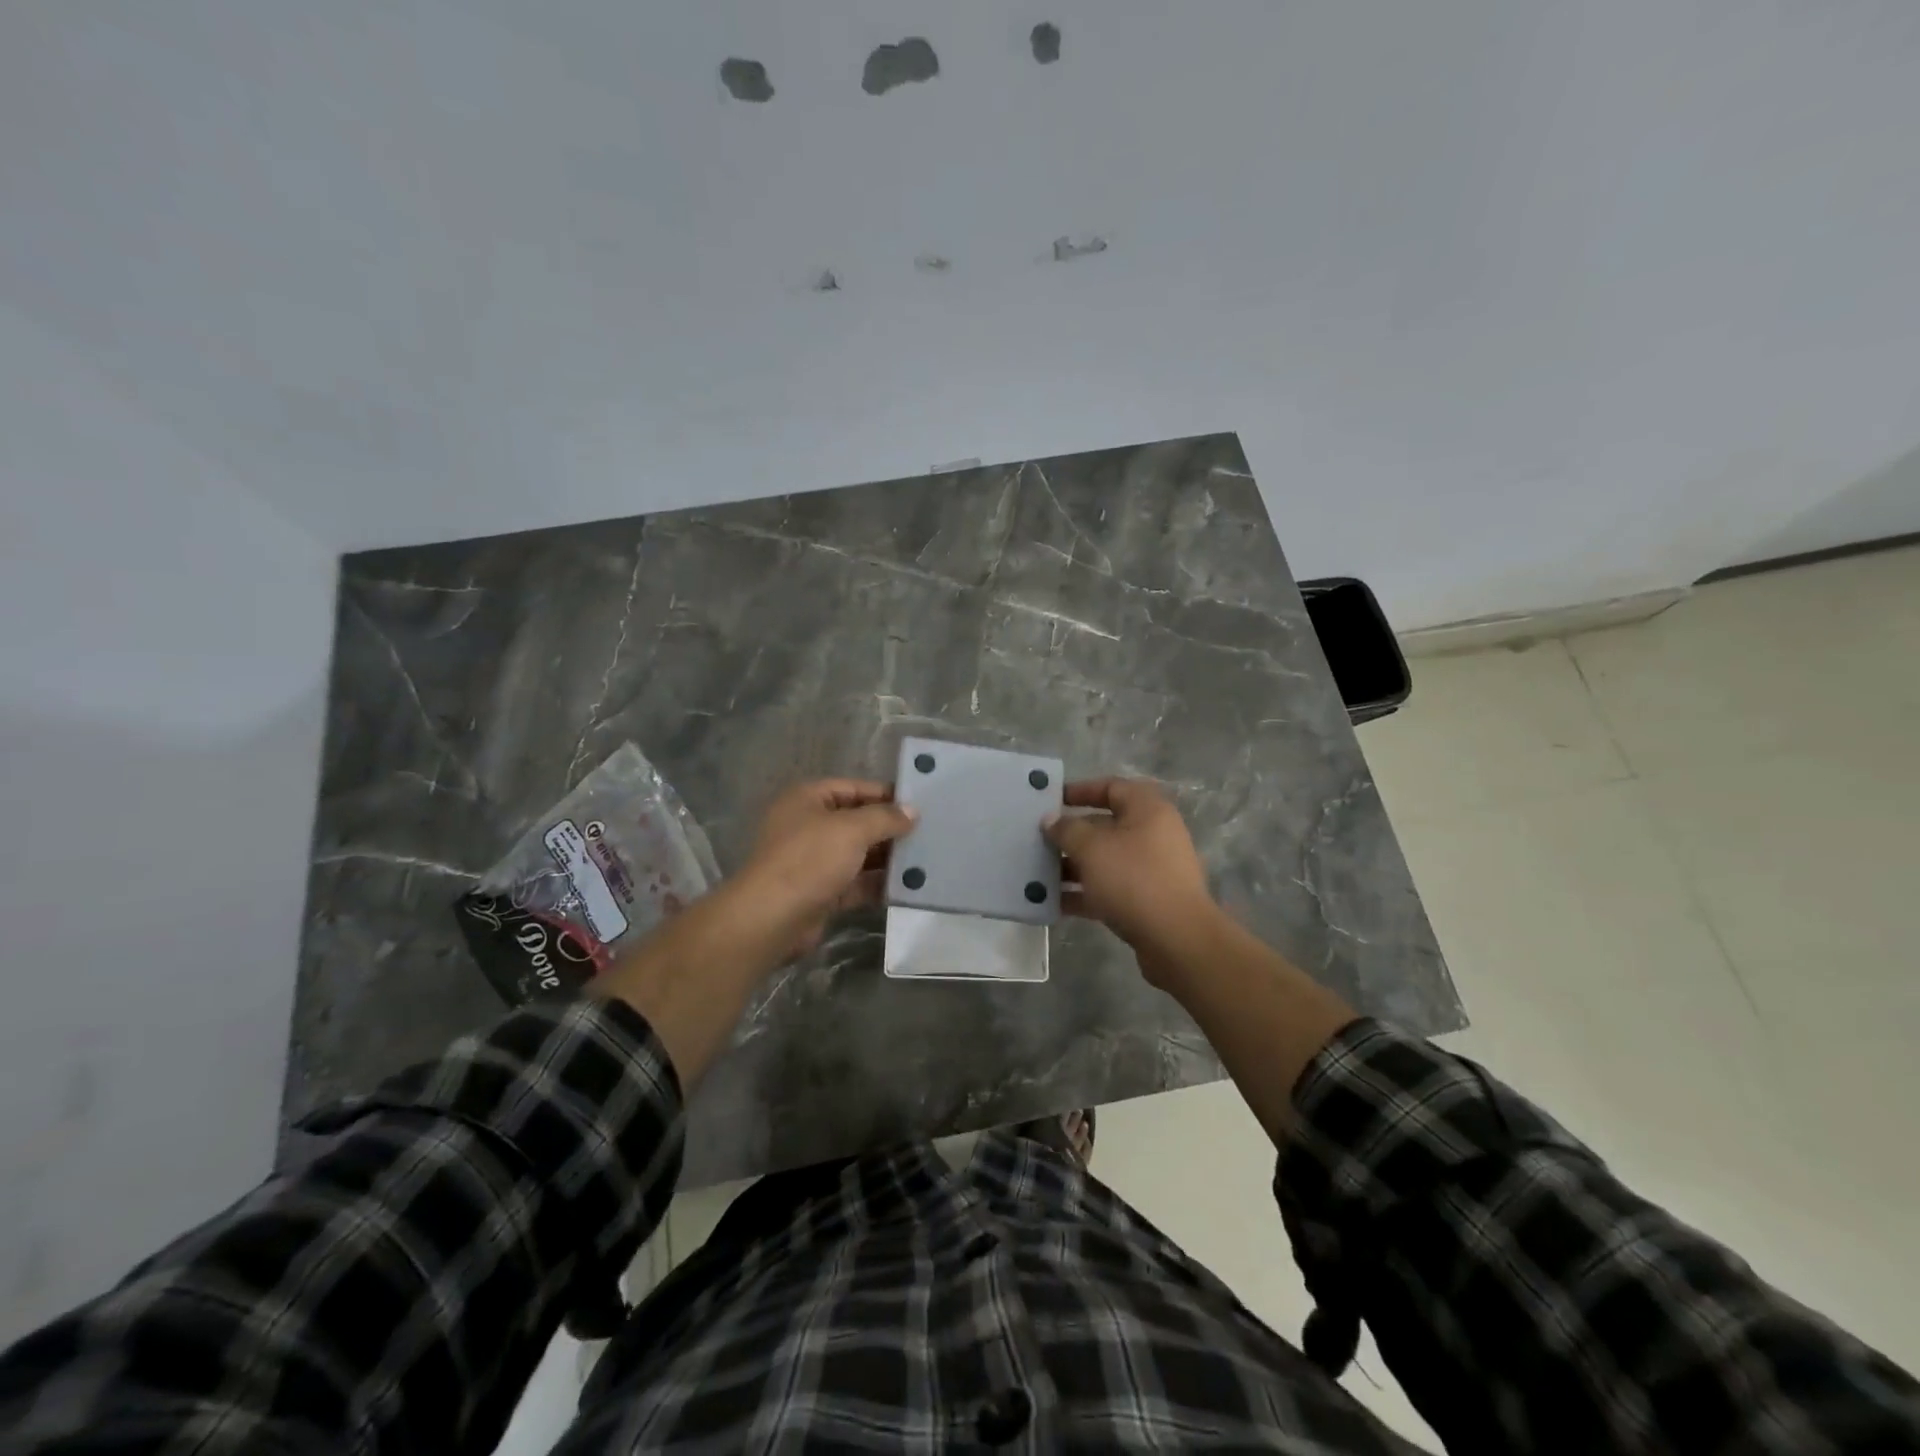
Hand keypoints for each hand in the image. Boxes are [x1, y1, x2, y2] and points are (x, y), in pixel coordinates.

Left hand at [593, 779, 913, 1086]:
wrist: (771, 918)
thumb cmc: (809, 860)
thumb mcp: (851, 829)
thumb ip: (885, 818)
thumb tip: (912, 812)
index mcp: (808, 799)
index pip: (854, 788)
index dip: (885, 794)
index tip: (919, 804)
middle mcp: (809, 826)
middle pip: (857, 821)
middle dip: (890, 829)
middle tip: (929, 832)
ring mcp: (813, 861)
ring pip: (858, 854)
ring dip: (887, 858)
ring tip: (926, 859)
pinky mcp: (821, 892)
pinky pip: (856, 883)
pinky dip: (877, 884)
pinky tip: (908, 887)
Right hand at [1043, 778, 1221, 985]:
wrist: (1177, 940)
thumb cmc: (1134, 879)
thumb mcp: (1092, 848)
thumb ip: (1067, 830)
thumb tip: (1051, 820)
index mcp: (1147, 810)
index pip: (1111, 787)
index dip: (1080, 790)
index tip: (1050, 800)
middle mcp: (1153, 834)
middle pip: (1105, 825)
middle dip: (1070, 833)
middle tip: (1037, 839)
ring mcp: (1151, 869)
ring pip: (1105, 860)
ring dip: (1072, 865)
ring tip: (1038, 873)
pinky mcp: (1147, 901)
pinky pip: (1109, 889)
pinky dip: (1083, 893)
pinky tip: (1052, 902)